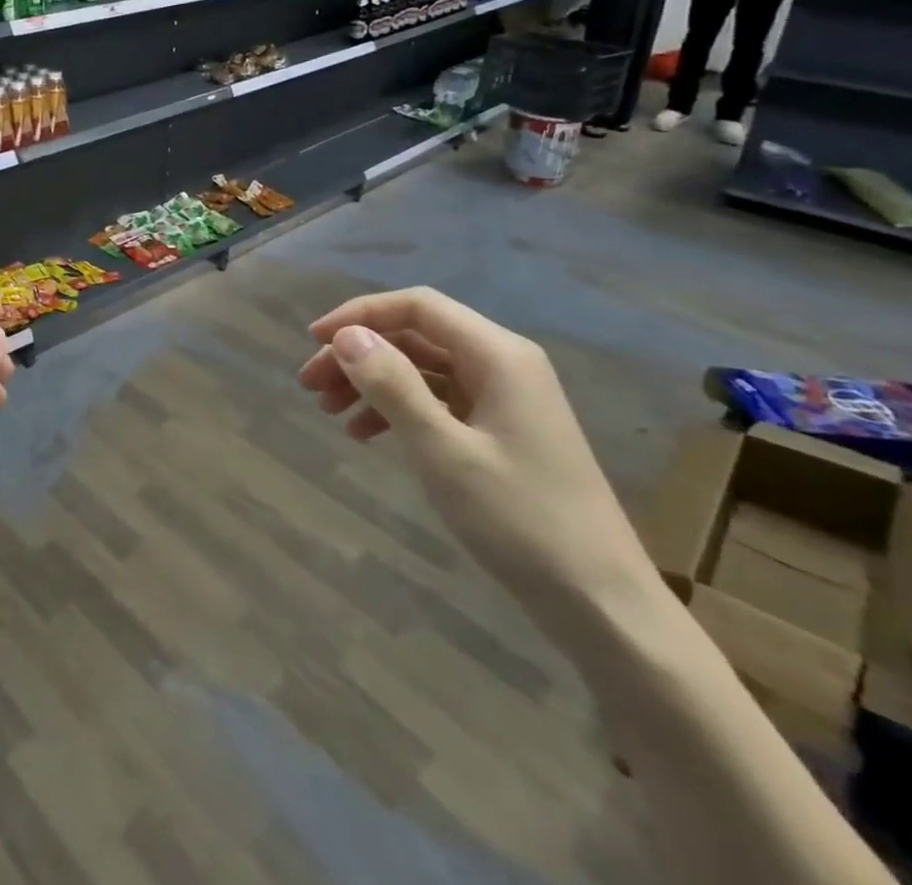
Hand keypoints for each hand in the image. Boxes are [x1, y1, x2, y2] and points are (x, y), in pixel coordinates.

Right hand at [299, 288, 661, 644]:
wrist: (602, 605)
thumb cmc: (521, 521)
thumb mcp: (443, 451)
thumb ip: (393, 386)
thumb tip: (346, 336)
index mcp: (498, 354)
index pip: (416, 306)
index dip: (359, 315)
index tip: (313, 341)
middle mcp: (502, 363)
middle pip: (415, 336)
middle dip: (358, 353)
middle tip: (309, 384)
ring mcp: (503, 398)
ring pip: (421, 368)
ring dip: (371, 382)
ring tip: (328, 410)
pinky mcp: (500, 431)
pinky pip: (437, 401)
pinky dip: (397, 409)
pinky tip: (364, 434)